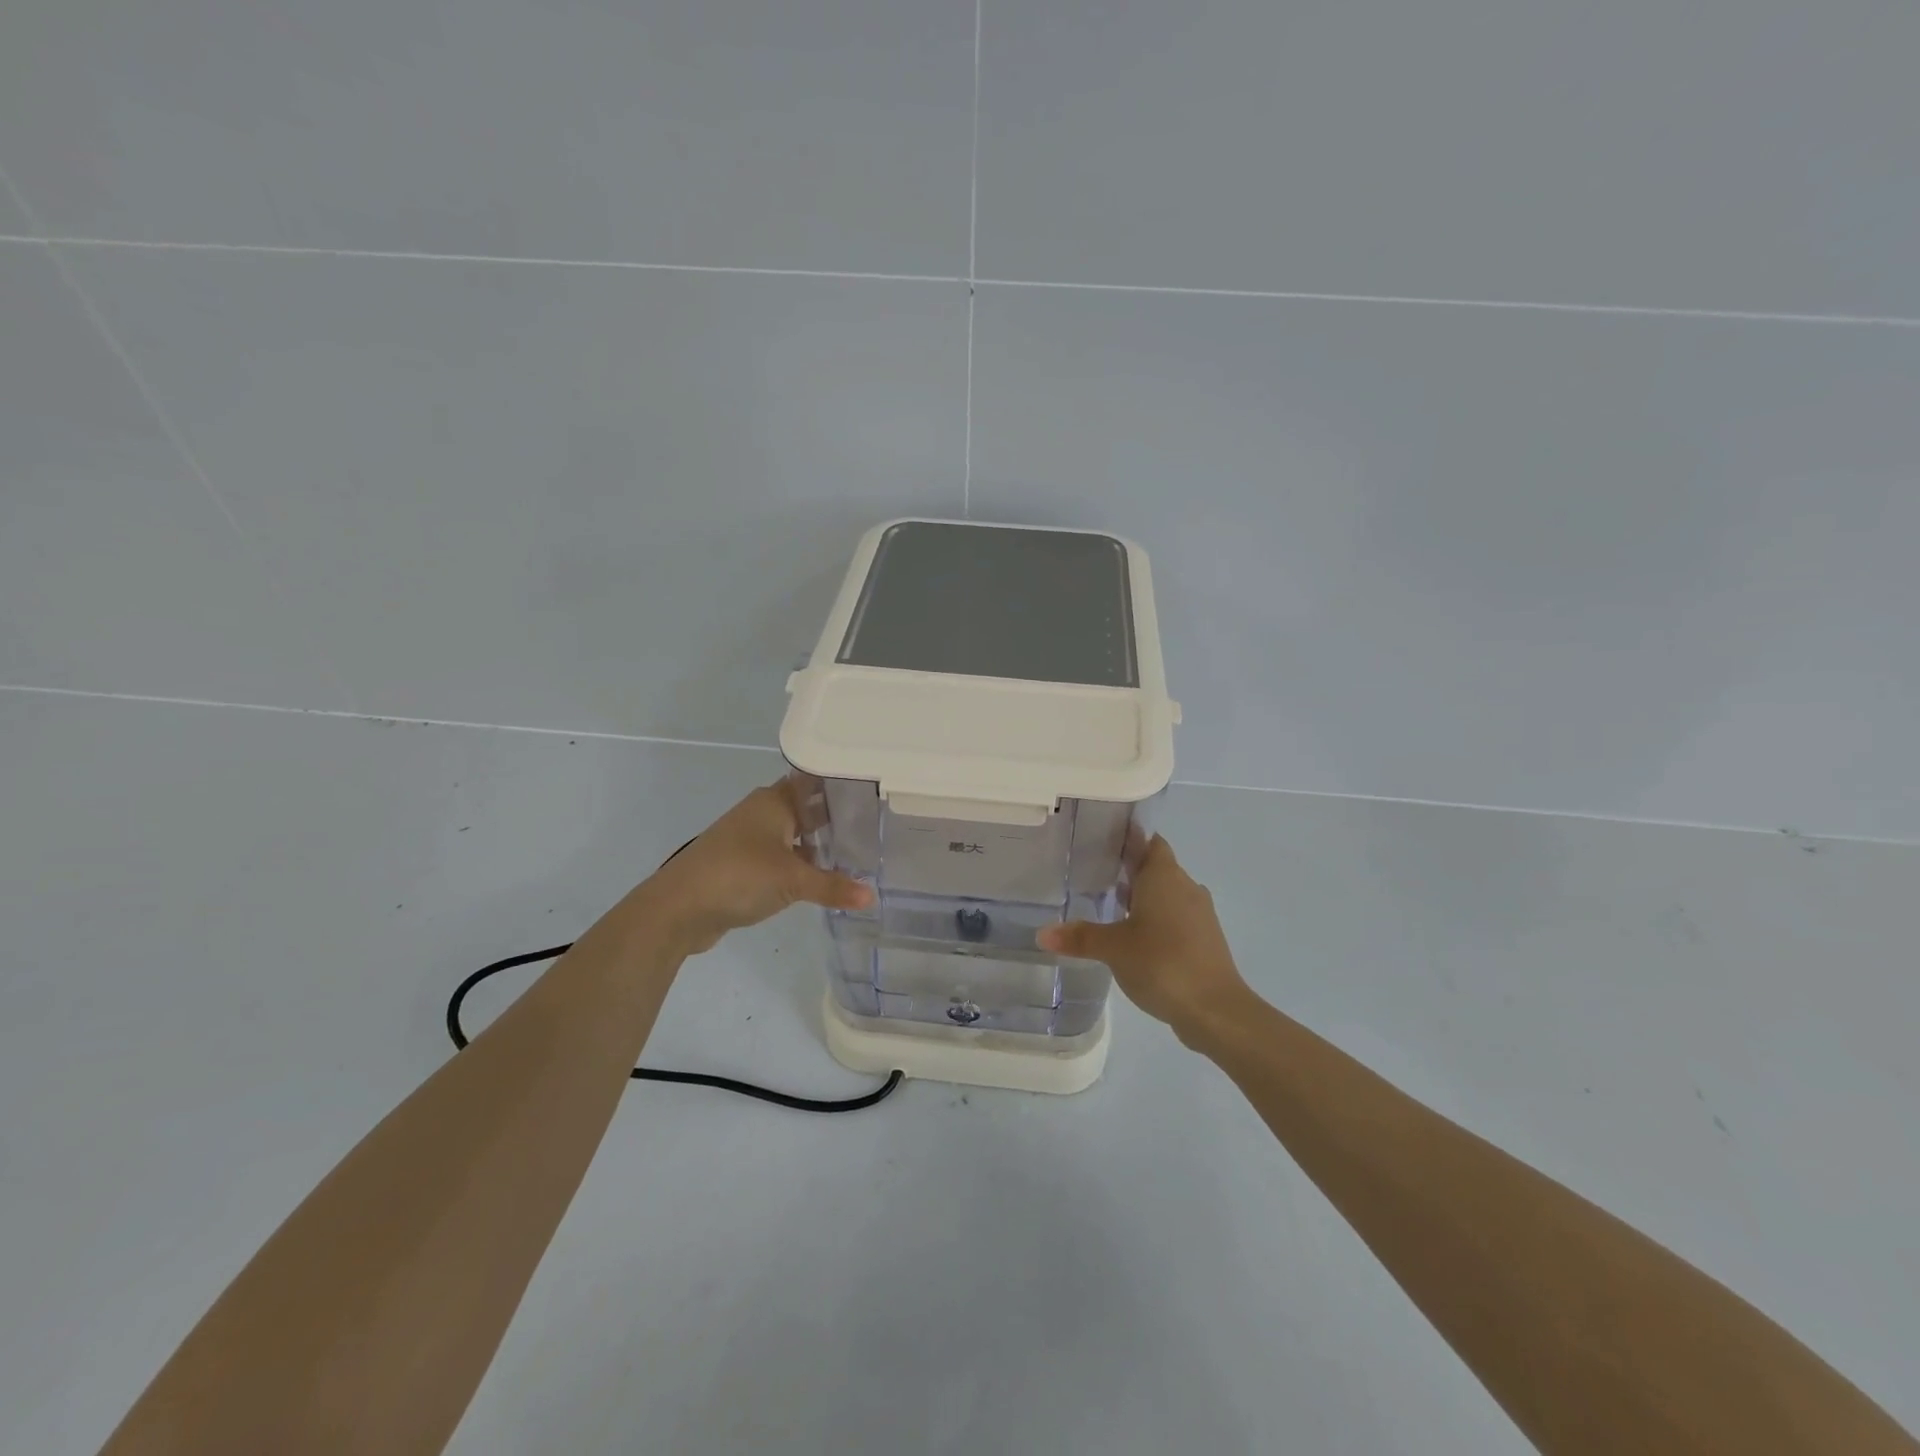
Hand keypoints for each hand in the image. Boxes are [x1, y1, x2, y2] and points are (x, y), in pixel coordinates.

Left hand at [637, 779, 871, 955]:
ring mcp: (750, 839)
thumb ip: (834, 887)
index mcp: (774, 801)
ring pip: (795, 835)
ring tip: (859, 854)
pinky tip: (823, 879)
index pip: (815, 782)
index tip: (875, 794)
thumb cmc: (738, 876)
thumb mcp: (793, 880)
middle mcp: (762, 813)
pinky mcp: (743, 865)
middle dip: (836, 819)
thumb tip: (873, 897)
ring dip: (819, 845)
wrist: (677, 908)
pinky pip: (782, 858)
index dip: (842, 786)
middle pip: (807, 809)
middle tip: (876, 828)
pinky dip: (801, 865)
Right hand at [1037, 835, 1251, 1041]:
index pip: (1148, 841)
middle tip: (1095, 874)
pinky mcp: (1204, 940)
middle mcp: (1185, 886)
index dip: (1128, 838)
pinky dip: (1156, 921)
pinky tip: (1134, 938)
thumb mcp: (1113, 948)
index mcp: (1164, 875)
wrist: (1215, 1009)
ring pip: (1167, 894)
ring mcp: (1199, 914)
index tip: (1102, 840)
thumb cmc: (1162, 962)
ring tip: (1109, 906)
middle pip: (1156, 867)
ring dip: (1143, 898)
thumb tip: (1042, 933)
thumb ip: (1079, 937)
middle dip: (1129, 870)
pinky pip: (1175, 918)